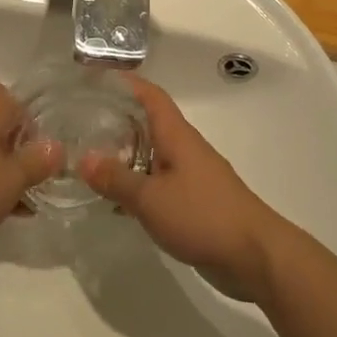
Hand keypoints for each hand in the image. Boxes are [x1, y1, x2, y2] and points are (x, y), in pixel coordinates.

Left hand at [0, 79, 60, 260]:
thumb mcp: (11, 179)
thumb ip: (38, 161)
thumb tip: (57, 147)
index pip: (17, 99)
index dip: (33, 125)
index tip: (40, 154)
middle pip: (2, 125)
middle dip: (20, 152)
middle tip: (33, 180)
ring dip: (2, 171)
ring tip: (18, 204)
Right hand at [80, 77, 286, 299]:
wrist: (255, 255)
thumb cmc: (202, 215)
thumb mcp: (151, 198)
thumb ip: (116, 178)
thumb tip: (82, 158)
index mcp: (176, 135)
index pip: (150, 95)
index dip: (125, 82)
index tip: (95, 80)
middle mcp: (184, 147)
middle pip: (149, 122)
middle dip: (117, 118)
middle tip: (81, 123)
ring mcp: (192, 174)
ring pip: (152, 153)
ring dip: (125, 153)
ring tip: (90, 160)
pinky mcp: (195, 200)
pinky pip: (159, 181)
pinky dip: (138, 183)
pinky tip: (117, 200)